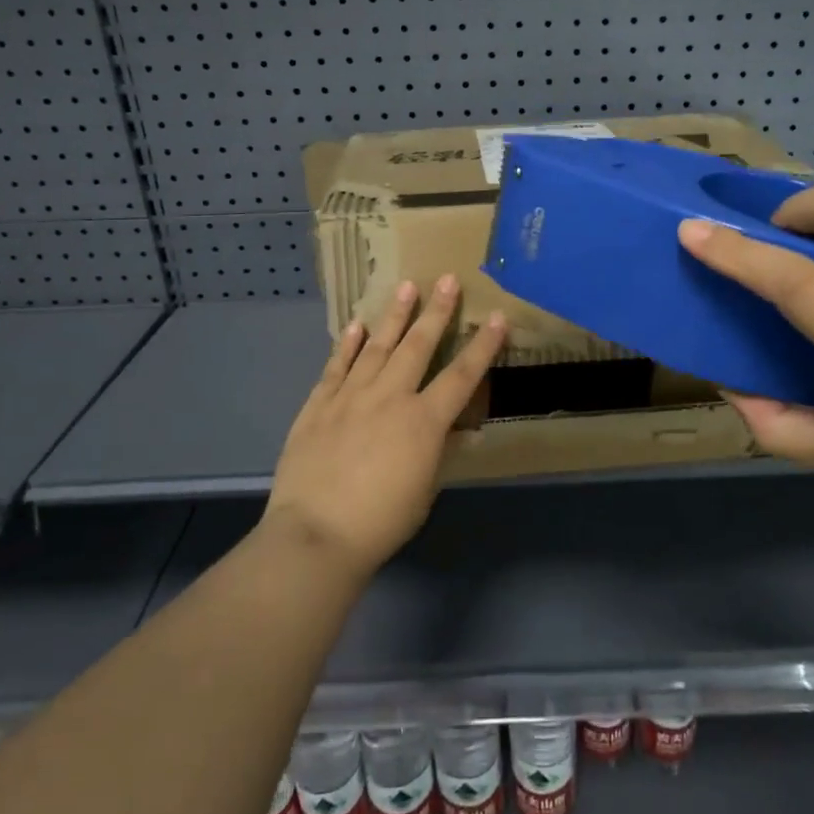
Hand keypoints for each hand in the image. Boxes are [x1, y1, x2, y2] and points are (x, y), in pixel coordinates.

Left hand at [264, 276, 506, 575]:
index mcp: (424, 421)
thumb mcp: (424, 489)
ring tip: (405, 288)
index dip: (483, 345)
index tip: (497, 317)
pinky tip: (356, 325)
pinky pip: (336, 366)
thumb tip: (458, 431)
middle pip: (418, 346)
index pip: (463, 375)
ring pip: (377, 347)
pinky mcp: (318, 405)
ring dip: (393, 316)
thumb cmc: (381, 521)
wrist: (316, 534)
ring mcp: (350, 397)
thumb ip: (438, 452)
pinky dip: (347, 344)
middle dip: (436, 311)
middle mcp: (390, 398)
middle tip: (446, 279)